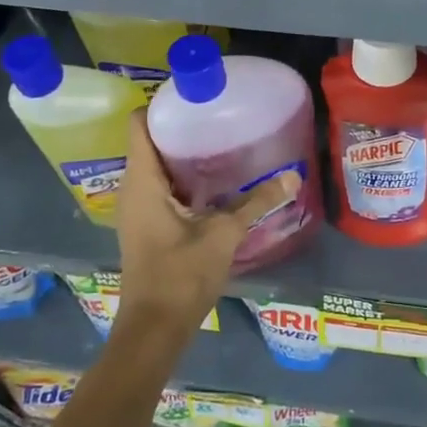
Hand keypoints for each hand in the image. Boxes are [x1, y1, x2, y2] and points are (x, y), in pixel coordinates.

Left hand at [112, 109, 298, 337]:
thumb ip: (256, 202)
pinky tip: (213, 180)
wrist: (154, 330)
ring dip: (182, 153)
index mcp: (142, 182)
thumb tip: (292, 176)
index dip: (162, 105)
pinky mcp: (146, 226)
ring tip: (220, 139)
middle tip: (218, 114)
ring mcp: (137, 209)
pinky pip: (160, 186)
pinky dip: (182, 177)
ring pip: (155, 166)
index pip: (139, 125)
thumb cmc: (181, 275)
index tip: (195, 95)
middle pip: (149, 142)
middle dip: (180, 126)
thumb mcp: (223, 235)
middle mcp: (133, 190)